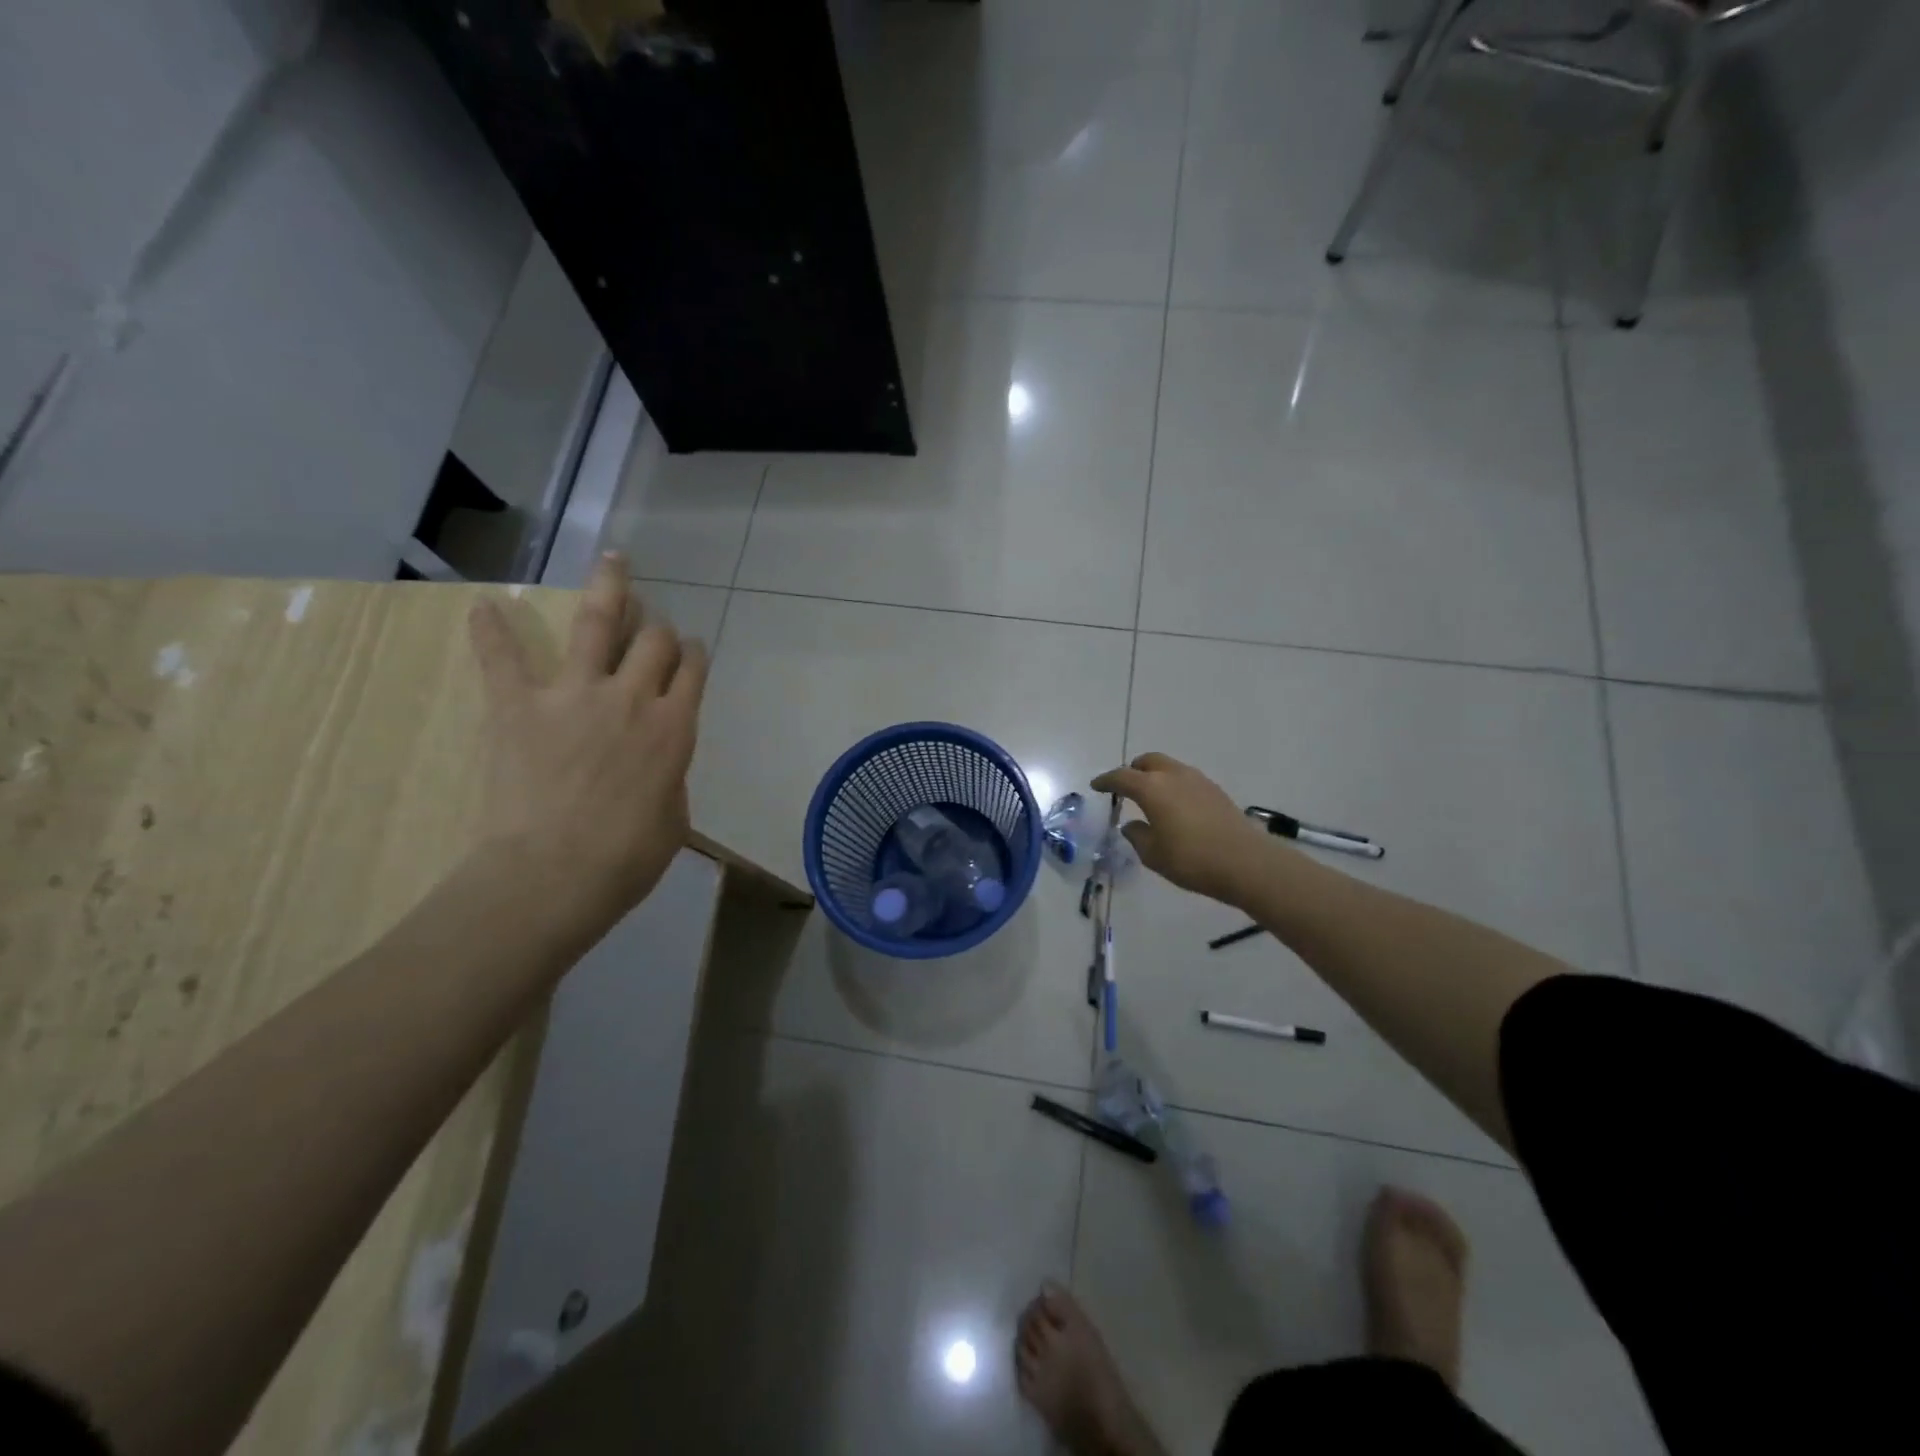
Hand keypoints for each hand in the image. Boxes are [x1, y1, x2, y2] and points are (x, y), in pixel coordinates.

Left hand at [468, 553, 706, 927]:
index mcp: (674, 728)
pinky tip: (482, 606)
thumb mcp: (674, 818)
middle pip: (654, 640)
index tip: (689, 650)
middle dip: (658, 628)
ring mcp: (574, 695)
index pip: (692, 669)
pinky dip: (491, 632)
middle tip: (651, 626)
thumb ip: (669, 775)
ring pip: (597, 622)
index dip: (693, 653)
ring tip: (613, 559)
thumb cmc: (627, 859)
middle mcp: (632, 697)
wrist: (555, 875)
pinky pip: (503, 660)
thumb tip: (657, 761)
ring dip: (608, 587)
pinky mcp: (520, 706)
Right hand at [1091, 753, 1279, 906]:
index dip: (1106, 781)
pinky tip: (1175, 807)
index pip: (1121, 777)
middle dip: (1133, 770)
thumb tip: (1132, 825)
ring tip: (1151, 797)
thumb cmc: (1191, 859)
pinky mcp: (1216, 791)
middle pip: (1148, 761)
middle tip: (1125, 786)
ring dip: (1156, 776)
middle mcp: (1173, 776)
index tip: (1097, 785)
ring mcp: (1198, 780)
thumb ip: (1137, 835)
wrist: (1246, 863)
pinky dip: (1174, 786)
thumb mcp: (1153, 854)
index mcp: (1151, 788)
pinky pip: (1186, 779)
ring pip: (1169, 767)